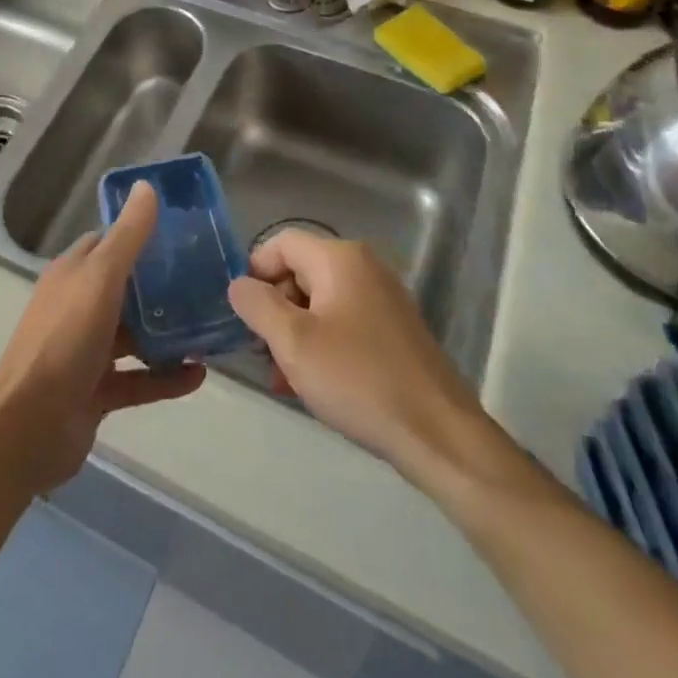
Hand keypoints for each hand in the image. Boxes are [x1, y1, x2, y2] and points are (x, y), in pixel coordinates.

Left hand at [0, 182, 204, 493]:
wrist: (29, 427)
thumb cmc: (65, 340)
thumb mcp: (101, 279)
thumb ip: (128, 236)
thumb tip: (146, 185)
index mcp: (73, 274)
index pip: (108, 244)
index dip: (141, 236)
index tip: (181, 236)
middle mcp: (77, 307)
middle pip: (125, 290)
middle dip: (162, 289)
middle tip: (207, 284)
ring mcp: (85, 352)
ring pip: (134, 336)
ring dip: (168, 334)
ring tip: (210, 329)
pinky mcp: (96, 392)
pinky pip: (138, 380)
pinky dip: (166, 378)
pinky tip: (200, 375)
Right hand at [228, 232, 489, 480]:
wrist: (438, 434)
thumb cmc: (359, 380)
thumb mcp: (294, 343)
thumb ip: (258, 305)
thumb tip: (238, 284)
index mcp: (339, 258)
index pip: (281, 243)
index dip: (255, 272)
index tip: (243, 316)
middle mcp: (364, 266)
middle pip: (300, 271)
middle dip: (275, 309)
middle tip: (262, 353)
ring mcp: (383, 298)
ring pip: (320, 301)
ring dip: (295, 333)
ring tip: (284, 378)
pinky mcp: (394, 329)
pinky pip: (344, 322)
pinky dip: (322, 344)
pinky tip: (314, 384)